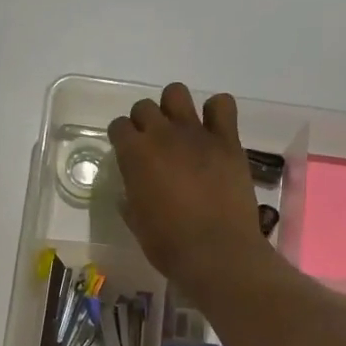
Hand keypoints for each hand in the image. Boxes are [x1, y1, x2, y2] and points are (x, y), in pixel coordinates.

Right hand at [108, 82, 273, 284]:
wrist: (216, 252)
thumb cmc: (168, 244)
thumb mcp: (136, 221)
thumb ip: (131, 196)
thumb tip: (133, 188)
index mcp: (134, 155)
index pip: (119, 126)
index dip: (121, 138)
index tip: (127, 152)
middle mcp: (162, 135)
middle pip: (145, 107)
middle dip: (144, 122)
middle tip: (153, 145)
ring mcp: (196, 134)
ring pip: (176, 93)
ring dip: (174, 108)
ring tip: (180, 131)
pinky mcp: (227, 140)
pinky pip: (222, 105)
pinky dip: (216, 112)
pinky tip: (213, 131)